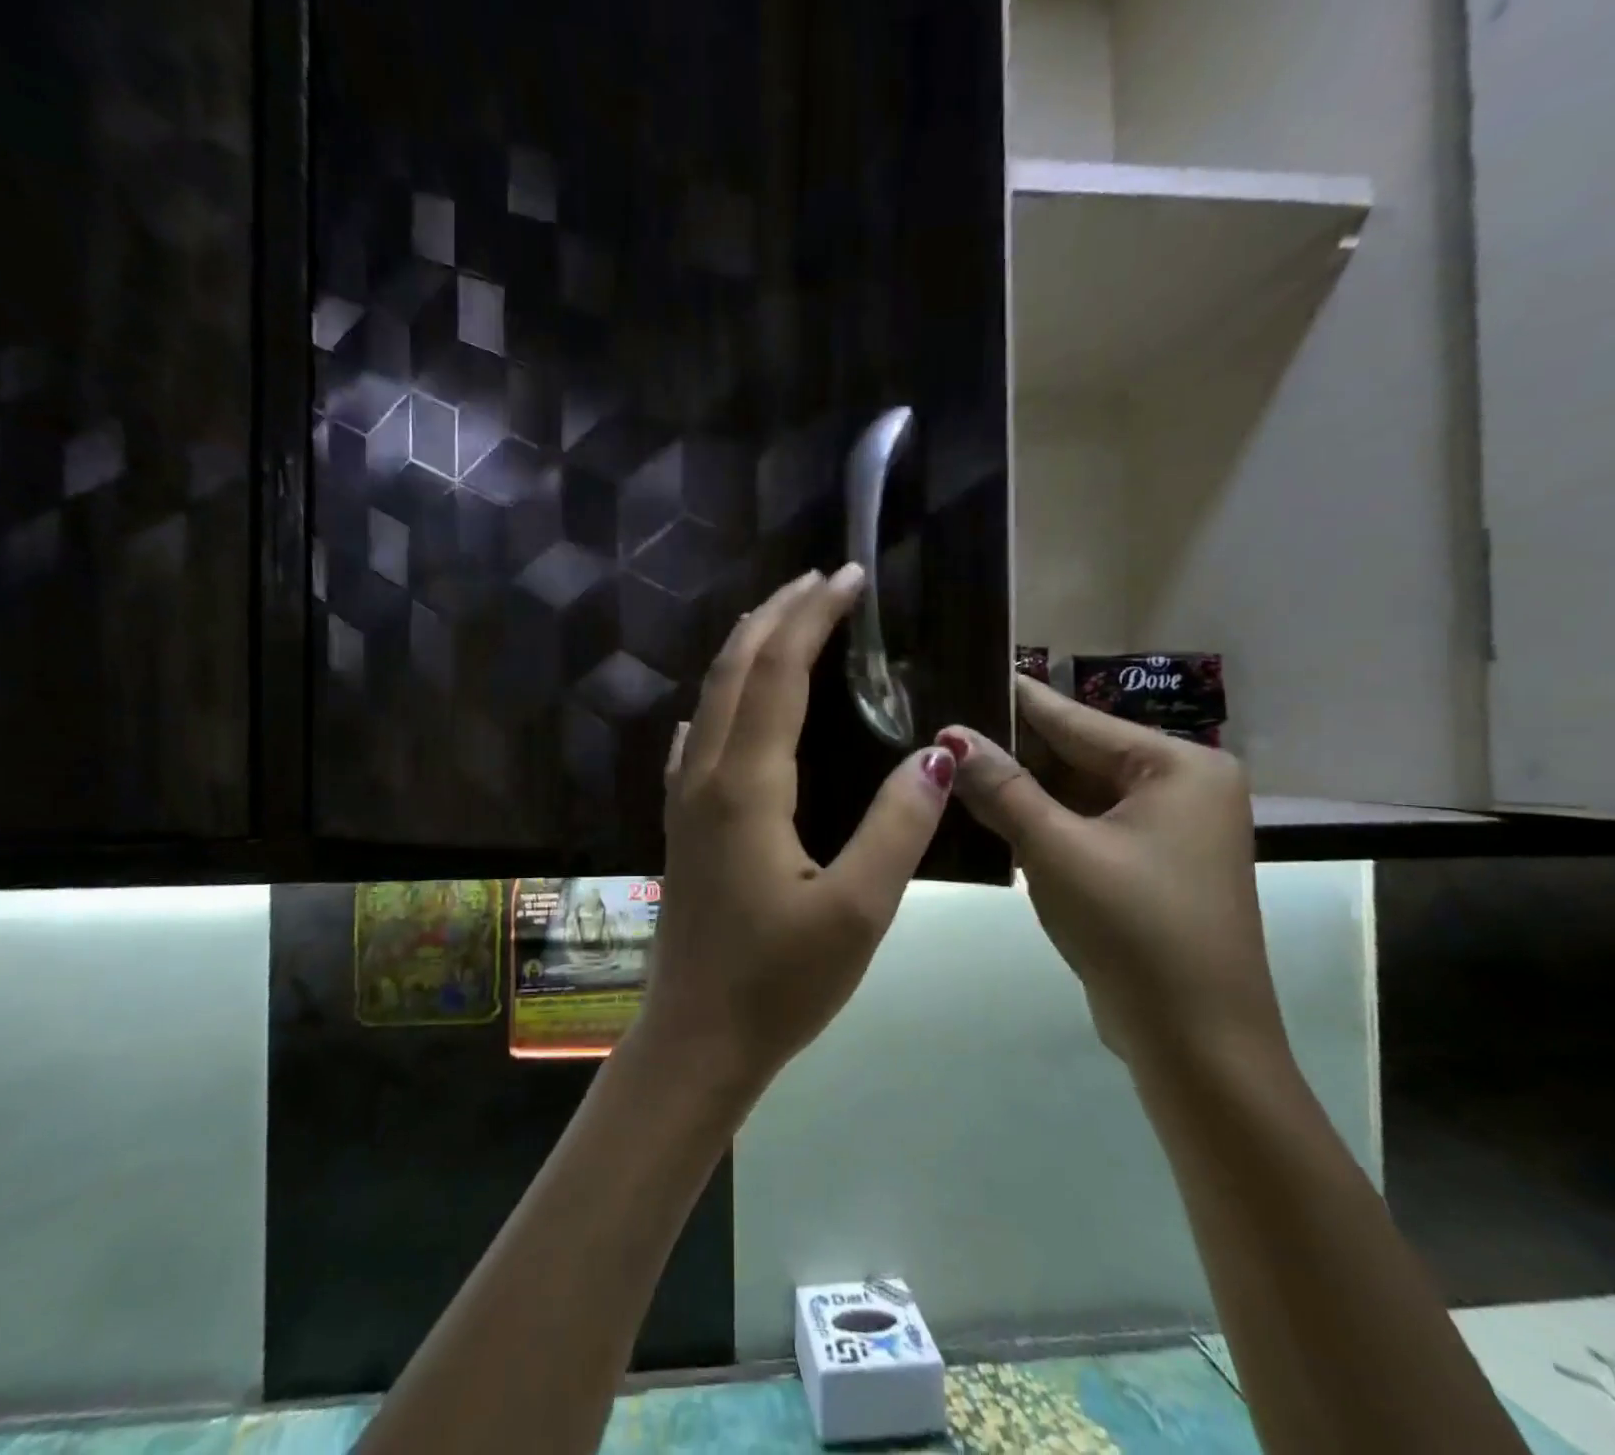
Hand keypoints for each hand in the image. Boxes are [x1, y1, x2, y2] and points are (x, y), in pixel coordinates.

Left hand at [630, 567, 960, 1090]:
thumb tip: (934, 754)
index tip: (849, 577)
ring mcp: (684, 799)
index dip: (813, 618)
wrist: (696, 1037)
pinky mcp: (681, 824)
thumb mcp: (857, 911)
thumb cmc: (779, 983)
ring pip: (711, 699)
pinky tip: (723, 708)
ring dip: (747, 649)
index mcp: (747, 786)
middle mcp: (706, 776)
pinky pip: (696, 740)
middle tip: (820, 579)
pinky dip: (719, 701)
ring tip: (782, 620)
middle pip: (736, 670)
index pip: (779, 673)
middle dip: (777, 615)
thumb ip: (896, 827)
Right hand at [939, 676, 1284, 1069]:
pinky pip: (1079, 825)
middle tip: (939, 730)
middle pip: (1075, 754)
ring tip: (947, 765)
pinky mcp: (1144, 865)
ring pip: (1073, 793)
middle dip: (1009, 749)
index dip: (1014, 699)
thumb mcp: (1057, 849)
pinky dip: (1035, 822)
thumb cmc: (1135, 929)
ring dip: (1017, 788)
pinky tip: (981, 813)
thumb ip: (1001, 787)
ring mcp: (1163, 830)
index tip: (961, 671)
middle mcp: (1179, 787)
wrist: (1195, 1042)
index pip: (1077, 719)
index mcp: (1179, 766)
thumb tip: (949, 737)